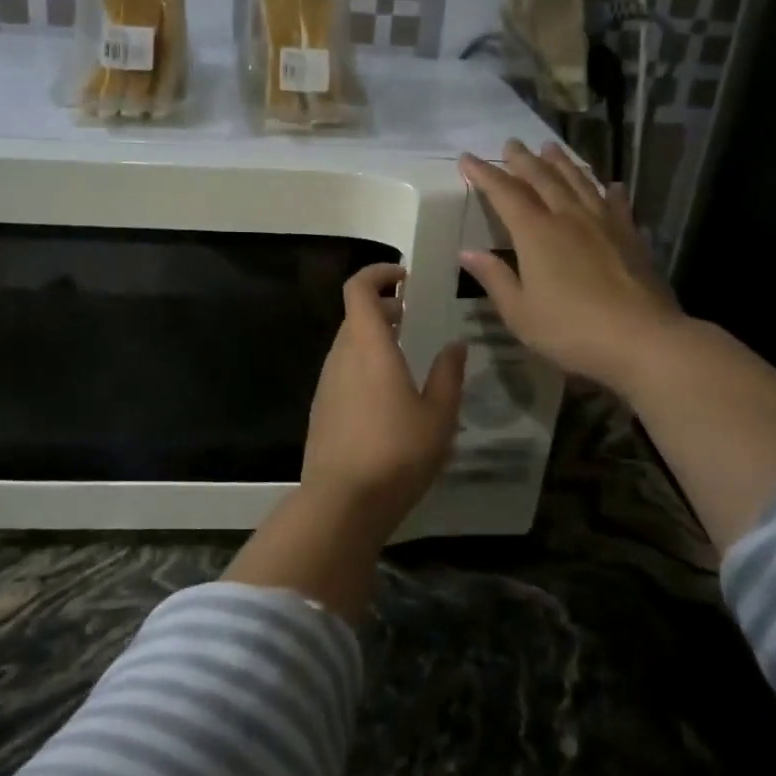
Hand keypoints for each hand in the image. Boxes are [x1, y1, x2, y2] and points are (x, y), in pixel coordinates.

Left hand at [300, 263, 467, 532]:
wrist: (341, 503)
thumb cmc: (397, 452)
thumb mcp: (438, 416)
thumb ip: (448, 375)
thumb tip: (454, 345)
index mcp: (368, 346)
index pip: (359, 288)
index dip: (378, 273)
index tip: (405, 277)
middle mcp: (340, 356)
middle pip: (354, 316)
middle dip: (383, 308)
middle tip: (414, 319)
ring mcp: (326, 383)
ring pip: (348, 345)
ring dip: (374, 339)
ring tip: (406, 358)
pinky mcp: (321, 409)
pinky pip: (343, 372)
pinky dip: (363, 366)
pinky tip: (388, 398)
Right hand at [458, 140, 684, 394]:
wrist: (642, 339)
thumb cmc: (570, 330)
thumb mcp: (519, 312)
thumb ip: (494, 278)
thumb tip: (467, 252)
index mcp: (536, 233)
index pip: (505, 194)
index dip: (484, 174)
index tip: (468, 158)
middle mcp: (568, 217)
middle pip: (543, 178)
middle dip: (523, 160)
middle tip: (511, 143)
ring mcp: (603, 223)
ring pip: (579, 182)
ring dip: (562, 163)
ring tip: (550, 148)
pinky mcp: (630, 236)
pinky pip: (616, 203)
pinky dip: (608, 190)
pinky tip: (610, 185)